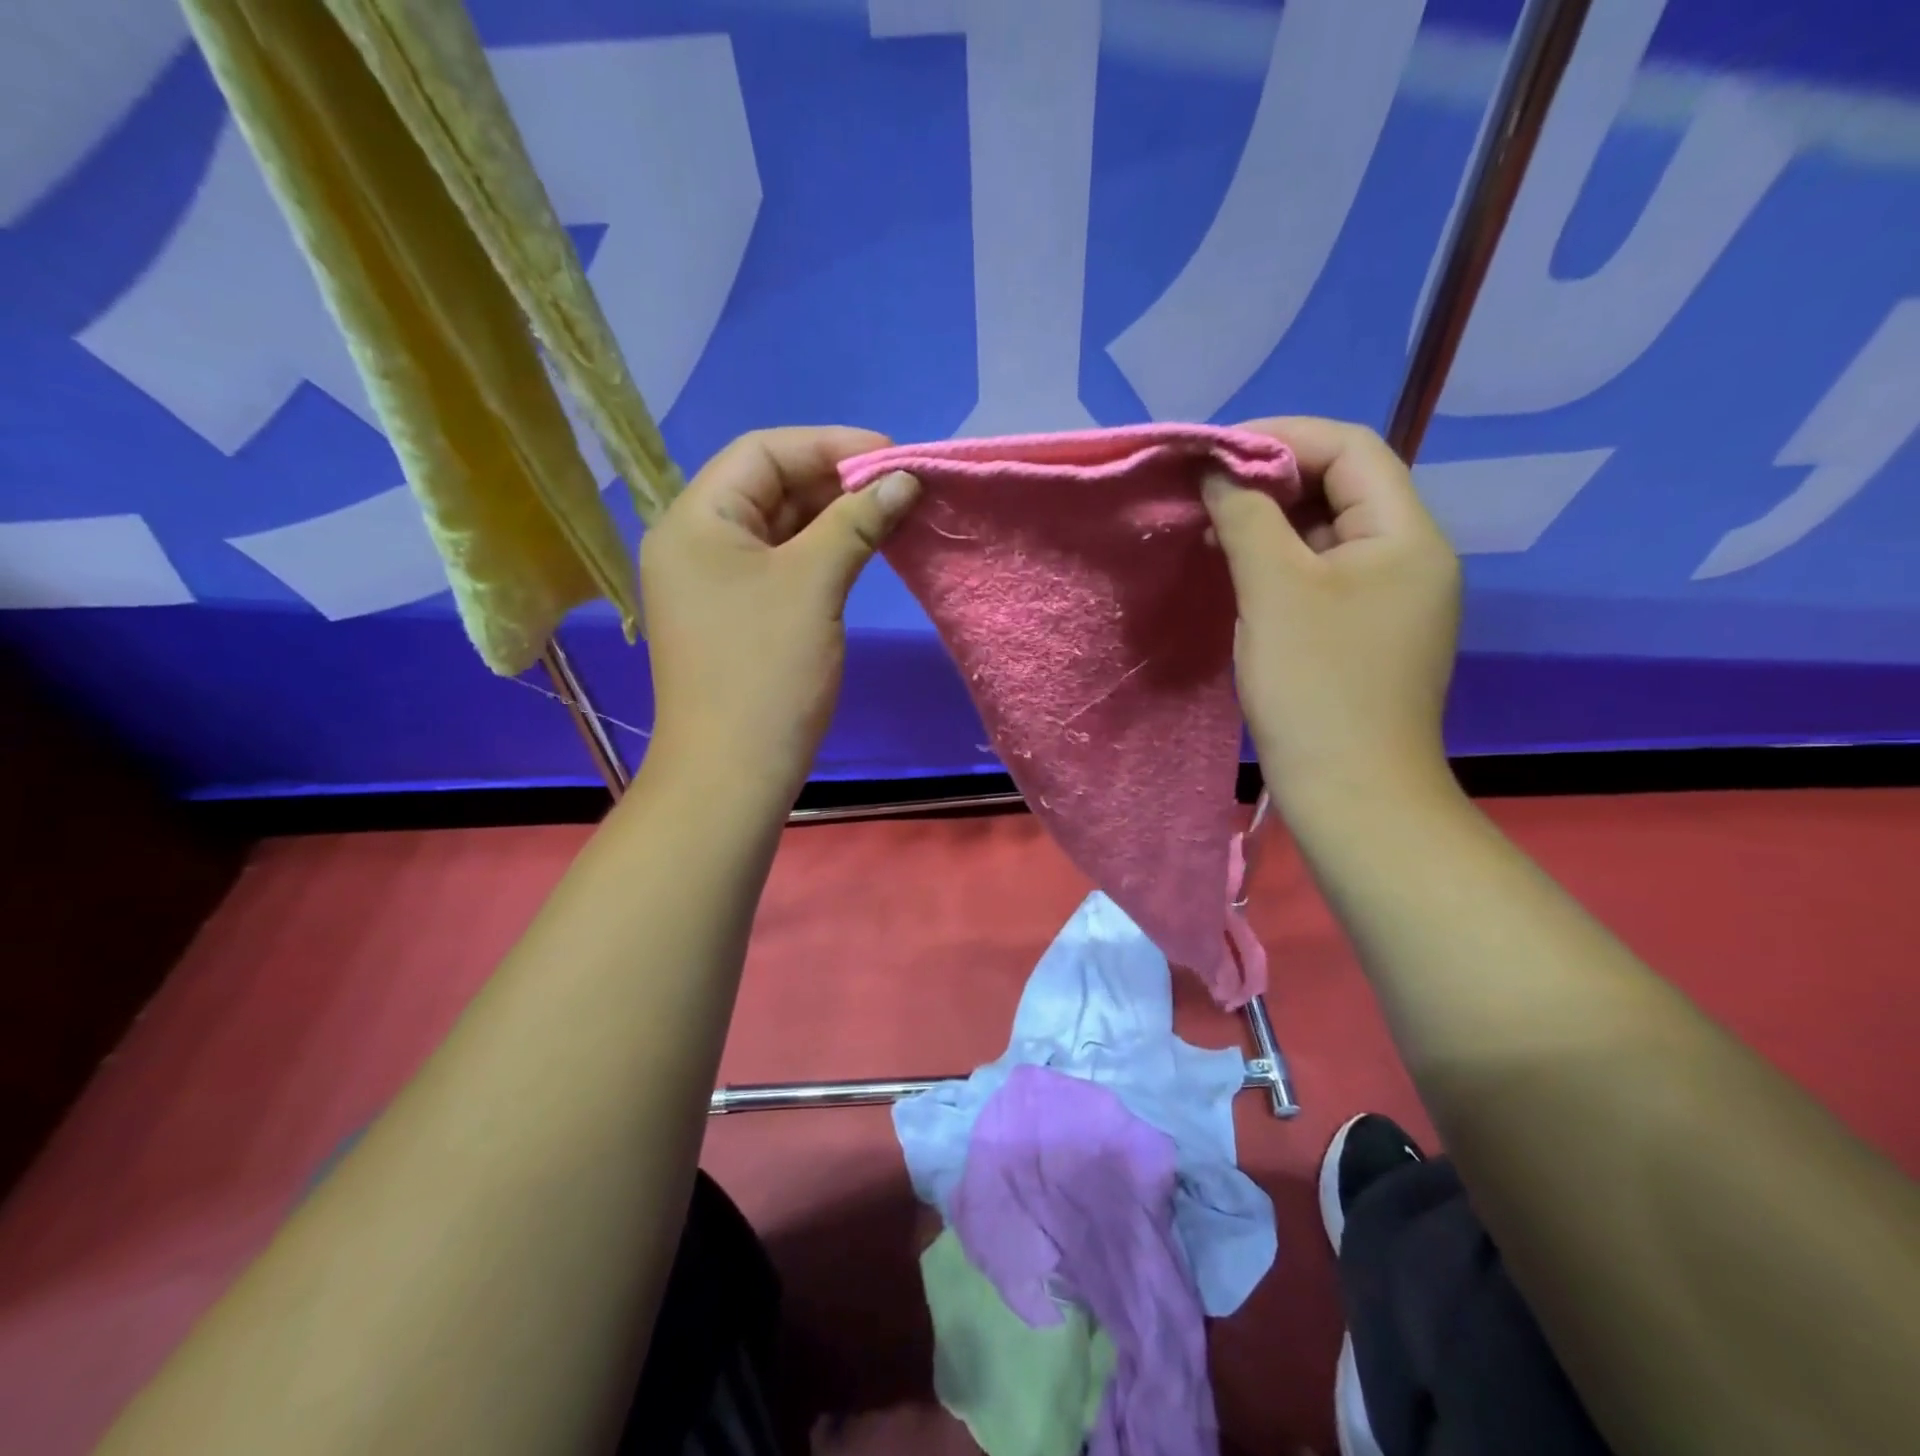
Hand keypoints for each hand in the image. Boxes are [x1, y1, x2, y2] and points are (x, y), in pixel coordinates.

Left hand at [640, 427, 919, 802]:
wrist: (734, 773)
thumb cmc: (767, 671)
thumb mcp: (814, 584)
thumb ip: (856, 521)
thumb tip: (904, 479)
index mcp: (695, 519)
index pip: (763, 452)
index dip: (830, 445)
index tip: (892, 457)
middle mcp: (696, 541)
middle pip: (769, 486)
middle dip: (836, 481)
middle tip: (900, 487)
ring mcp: (714, 582)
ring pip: (779, 527)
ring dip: (833, 517)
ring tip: (892, 514)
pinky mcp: (737, 614)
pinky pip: (781, 565)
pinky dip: (821, 553)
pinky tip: (863, 550)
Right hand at [1201, 416, 1460, 810]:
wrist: (1351, 791)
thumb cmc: (1316, 685)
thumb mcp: (1274, 590)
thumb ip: (1247, 515)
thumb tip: (1219, 470)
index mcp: (1406, 535)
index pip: (1351, 448)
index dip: (1281, 438)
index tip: (1214, 453)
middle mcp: (1409, 556)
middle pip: (1341, 487)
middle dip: (1270, 479)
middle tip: (1206, 493)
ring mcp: (1389, 598)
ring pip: (1326, 534)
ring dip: (1270, 522)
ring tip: (1212, 528)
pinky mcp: (1364, 631)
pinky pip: (1321, 574)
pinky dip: (1278, 562)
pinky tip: (1237, 572)